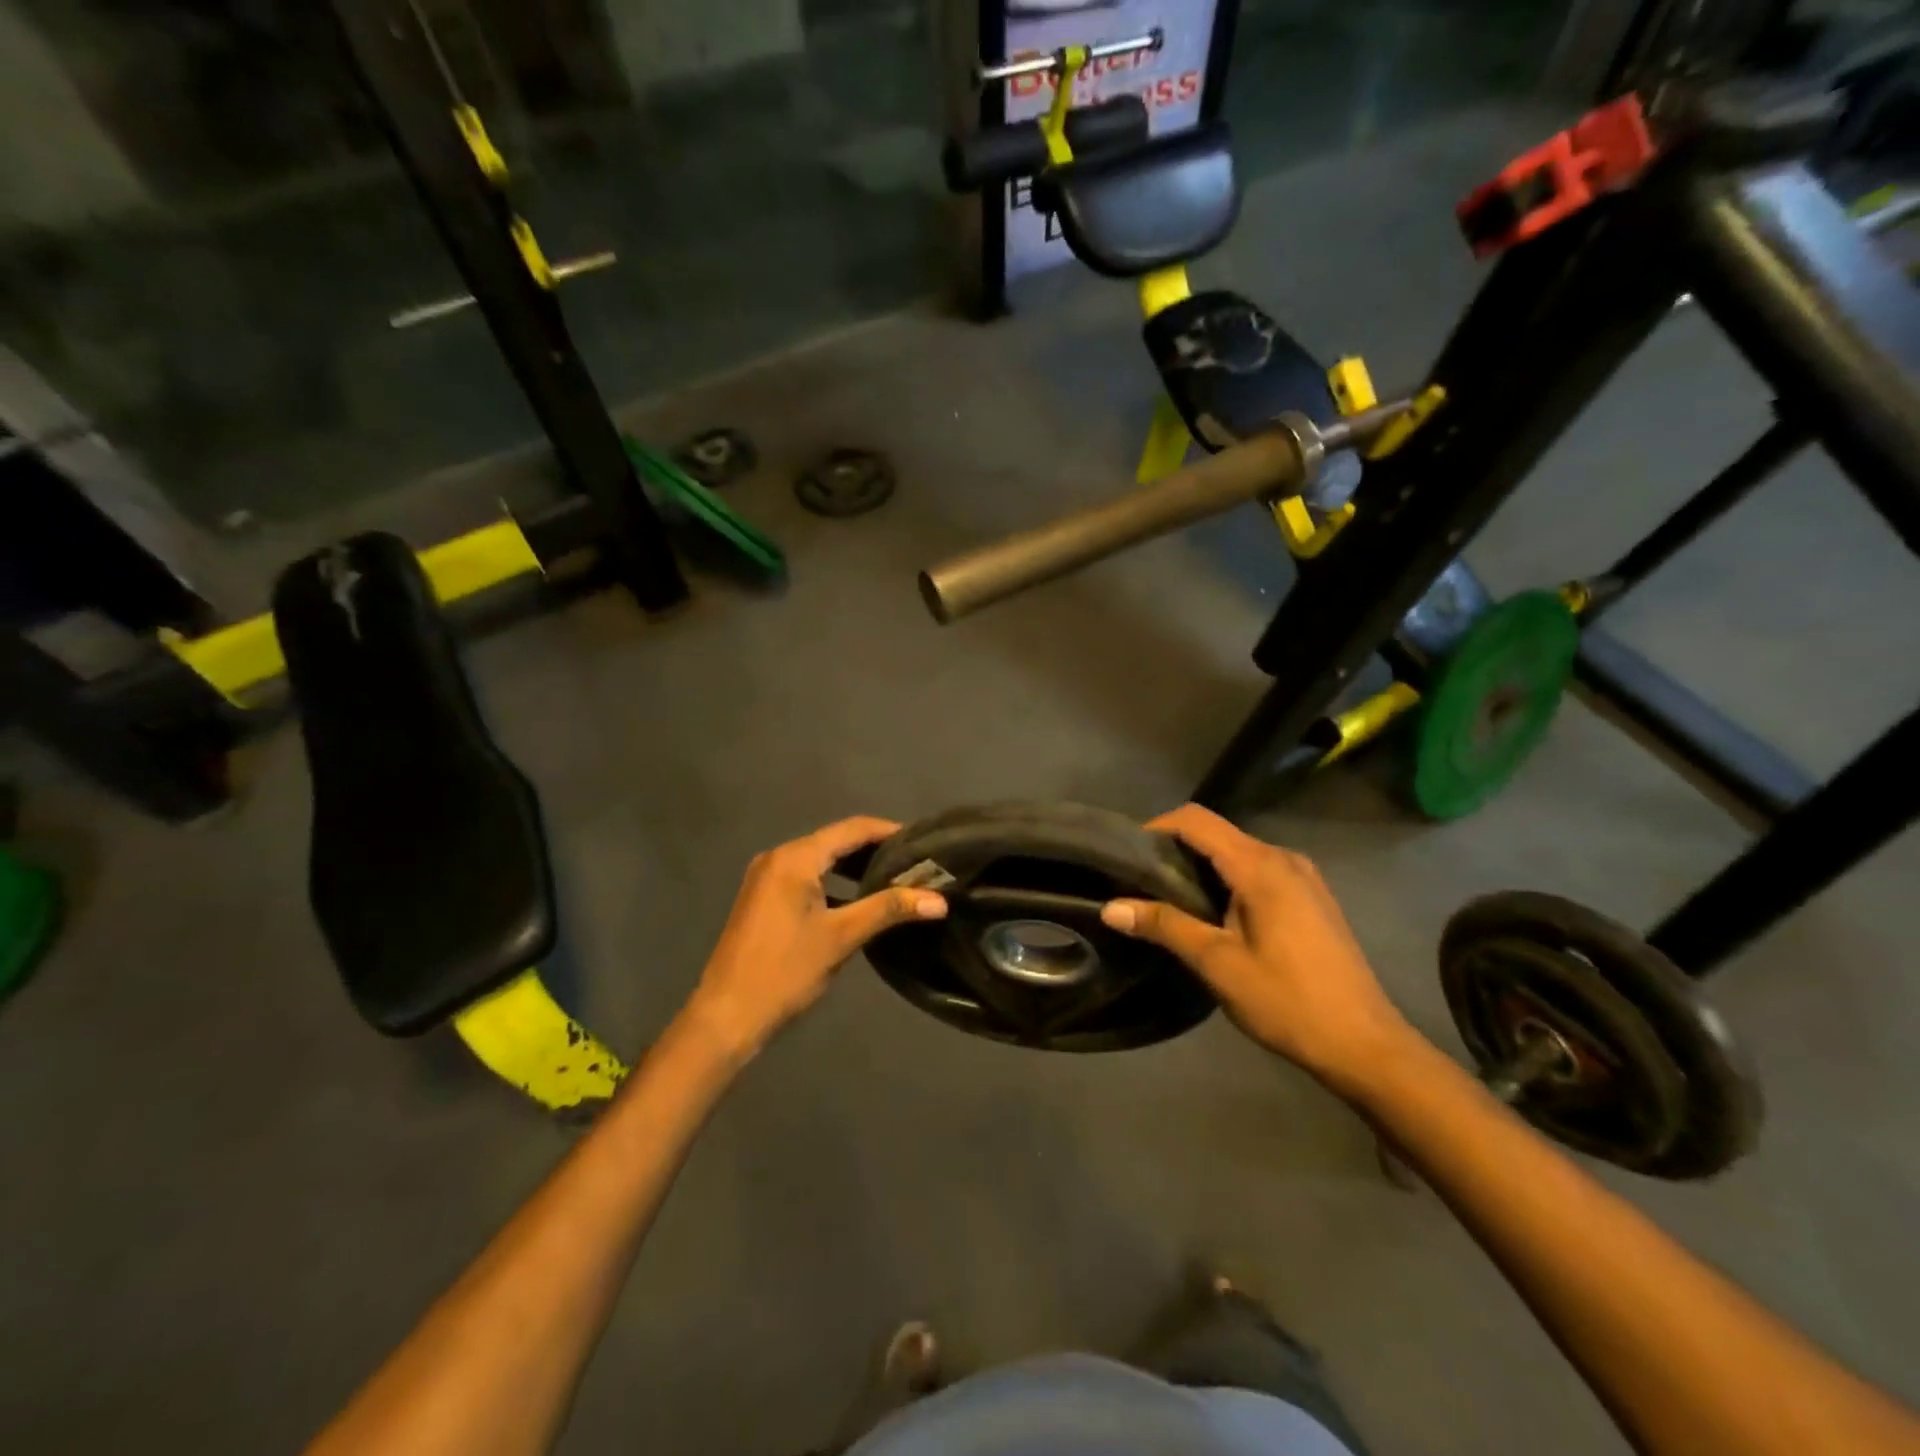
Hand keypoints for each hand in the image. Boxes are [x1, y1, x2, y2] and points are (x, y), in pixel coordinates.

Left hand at [684, 816, 946, 1060]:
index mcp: (795, 858)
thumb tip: (939, 900)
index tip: (924, 841)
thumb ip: (889, 909)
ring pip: (821, 860)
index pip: (852, 829)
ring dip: (855, 867)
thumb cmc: (785, 971)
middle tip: (916, 862)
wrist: (726, 1016)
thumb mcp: (842, 937)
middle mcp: (778, 857)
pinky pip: (806, 877)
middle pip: (836, 841)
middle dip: (875, 850)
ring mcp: (766, 877)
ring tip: (896, 879)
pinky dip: (834, 883)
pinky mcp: (763, 898)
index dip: (889, 832)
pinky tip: (859, 899)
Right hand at [1101, 804, 1416, 1091]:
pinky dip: (1228, 880)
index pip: (1196, 820)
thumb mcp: (1218, 964)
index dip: (1157, 827)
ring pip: (1238, 852)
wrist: (1365, 1045)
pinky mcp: (1312, 897)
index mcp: (1260, 866)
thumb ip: (1165, 926)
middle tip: (1141, 884)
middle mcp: (1284, 858)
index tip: (1127, 856)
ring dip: (1202, 867)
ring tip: (1170, 901)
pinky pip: (1259, 870)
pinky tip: (1215, 916)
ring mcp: (1304, 876)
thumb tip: (1110, 908)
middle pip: (1217, 833)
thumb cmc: (1287, 1001)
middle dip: (1176, 850)